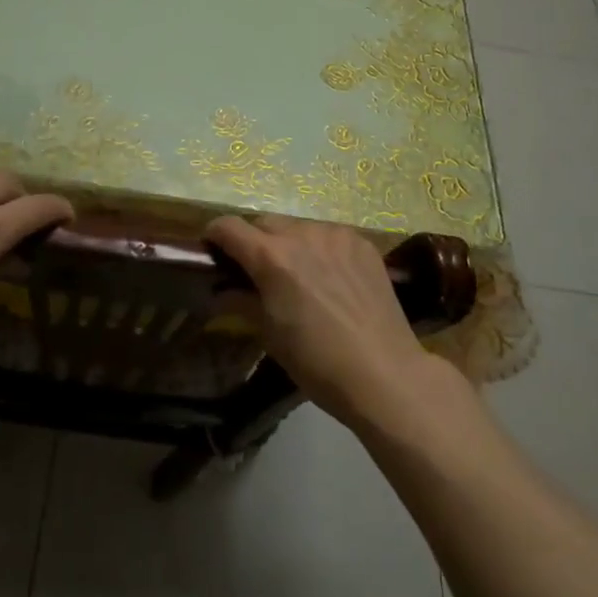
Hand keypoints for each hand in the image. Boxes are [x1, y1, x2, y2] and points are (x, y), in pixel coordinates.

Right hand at [205, 214, 433, 426]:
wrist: (384, 373)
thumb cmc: (317, 362)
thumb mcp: (269, 334)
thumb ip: (242, 301)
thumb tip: (221, 290)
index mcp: (271, 257)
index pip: (228, 226)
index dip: (215, 235)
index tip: (214, 251)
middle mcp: (302, 234)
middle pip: (264, 223)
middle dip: (254, 241)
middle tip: (259, 272)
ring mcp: (336, 235)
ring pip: (299, 227)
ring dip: (290, 243)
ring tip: (301, 276)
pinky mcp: (362, 243)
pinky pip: (330, 236)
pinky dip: (322, 249)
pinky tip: (333, 279)